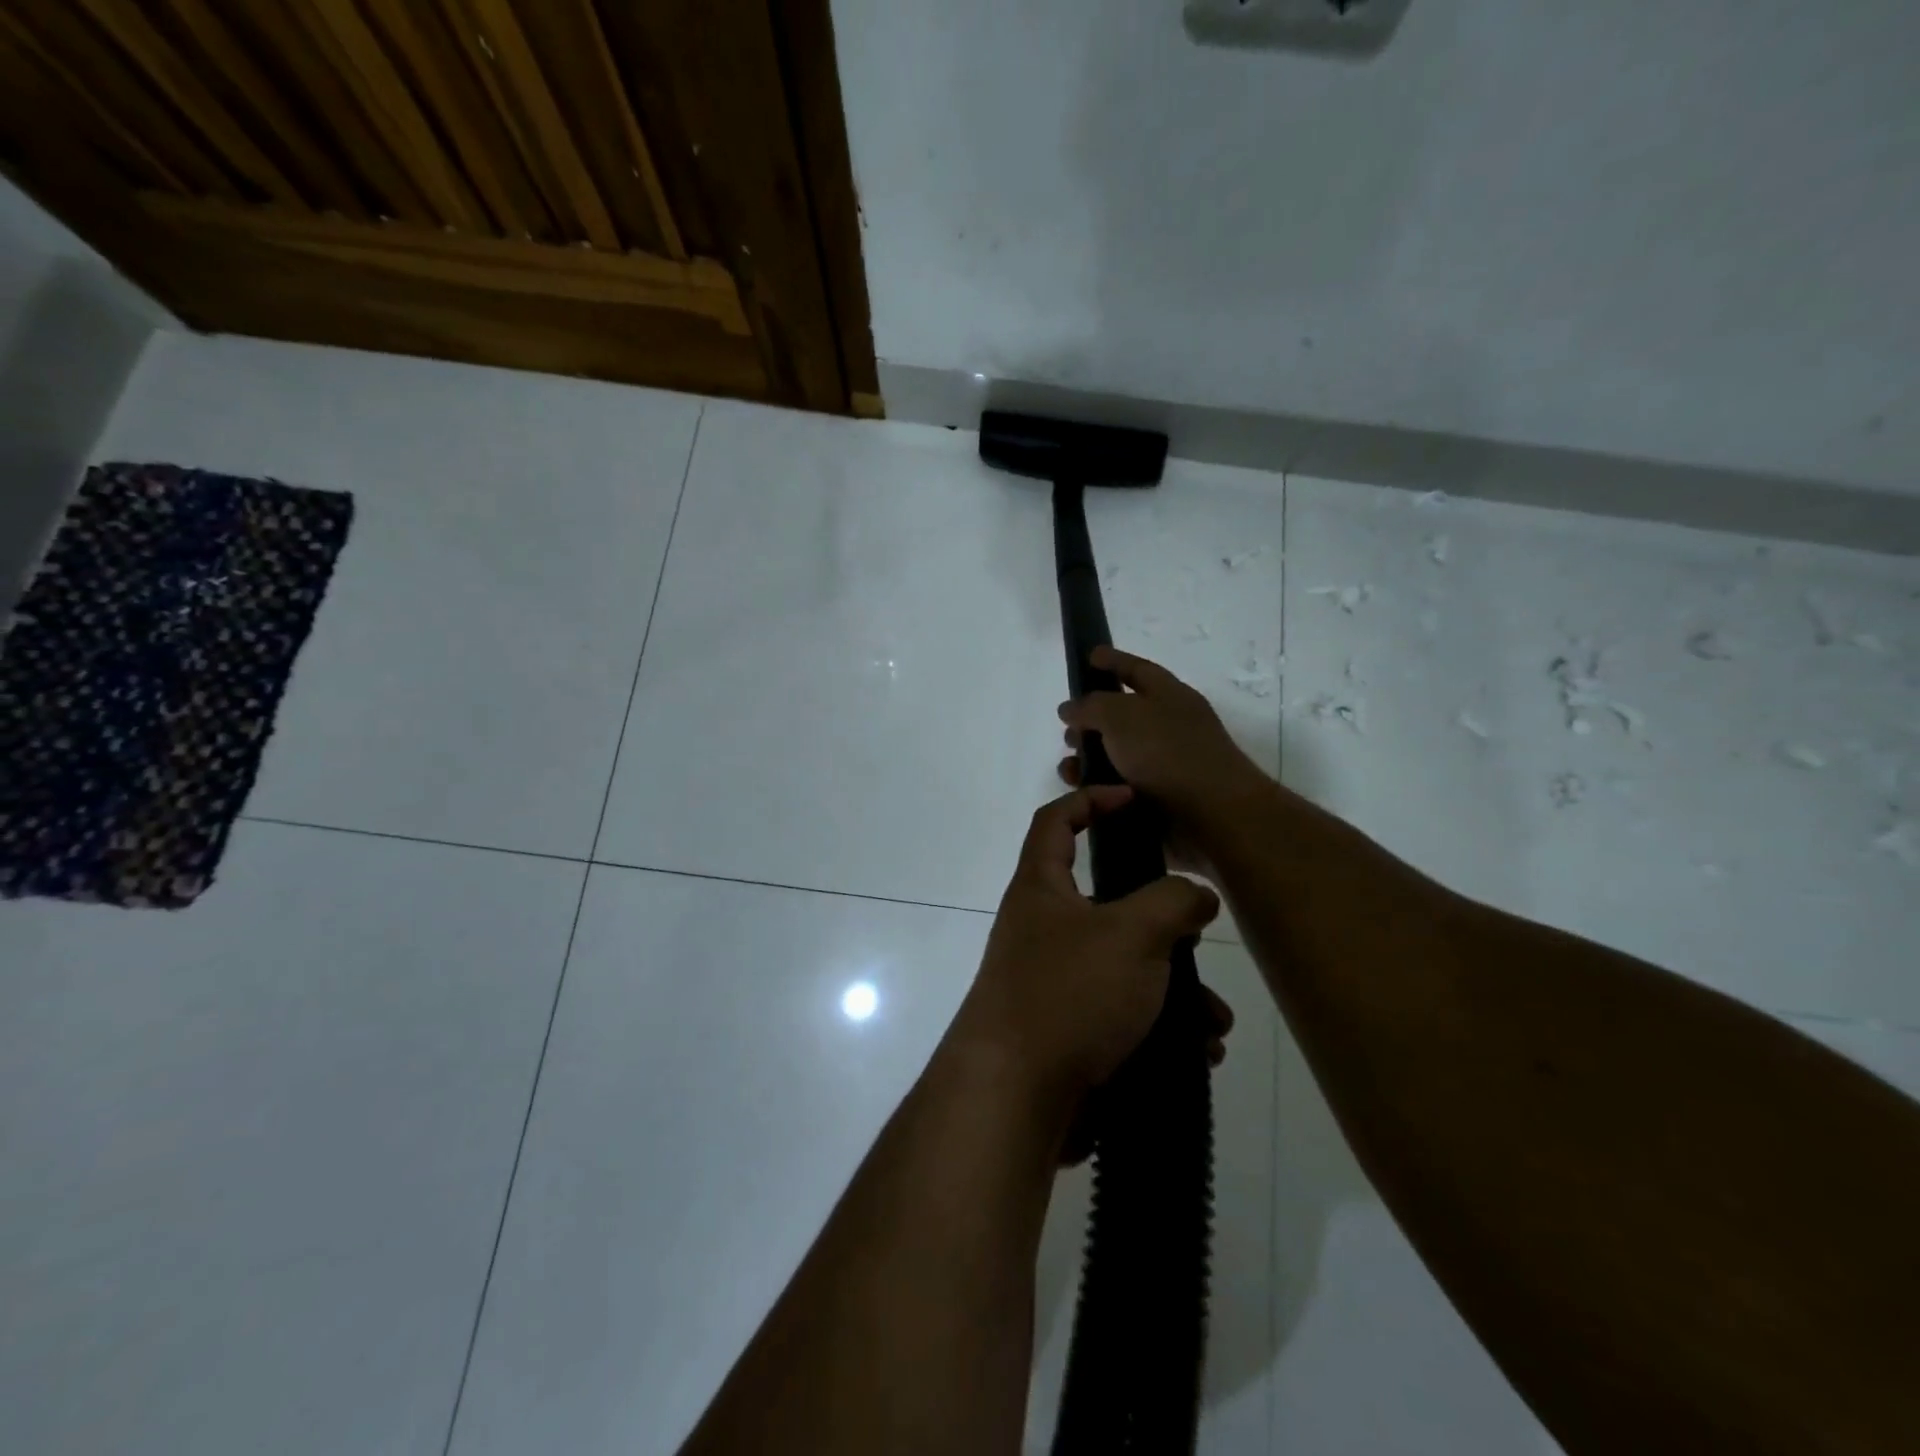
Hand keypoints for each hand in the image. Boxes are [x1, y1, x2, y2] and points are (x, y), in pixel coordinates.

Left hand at [944, 786, 1228, 1140]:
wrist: (1015, 1097)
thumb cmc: (1069, 993)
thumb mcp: (1132, 933)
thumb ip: (1172, 902)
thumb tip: (1195, 894)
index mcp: (1042, 889)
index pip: (1055, 822)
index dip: (1090, 799)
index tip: (1133, 799)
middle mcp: (1043, 930)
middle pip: (1108, 904)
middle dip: (1162, 924)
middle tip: (1197, 936)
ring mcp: (1054, 983)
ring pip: (1126, 969)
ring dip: (1175, 991)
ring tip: (1213, 1022)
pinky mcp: (1068, 1032)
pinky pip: (1123, 1016)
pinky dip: (1161, 1029)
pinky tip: (1197, 1054)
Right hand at [1057, 647, 1268, 855]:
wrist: (1212, 817)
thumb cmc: (1167, 754)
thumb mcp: (1121, 716)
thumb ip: (1090, 706)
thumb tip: (1070, 709)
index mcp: (1169, 696)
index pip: (1137, 669)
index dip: (1112, 660)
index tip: (1089, 656)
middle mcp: (1169, 727)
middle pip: (1123, 715)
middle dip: (1092, 719)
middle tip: (1066, 729)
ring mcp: (1166, 766)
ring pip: (1117, 755)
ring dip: (1090, 758)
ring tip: (1068, 768)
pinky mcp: (1159, 800)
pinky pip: (1119, 787)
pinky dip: (1099, 787)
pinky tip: (1081, 793)